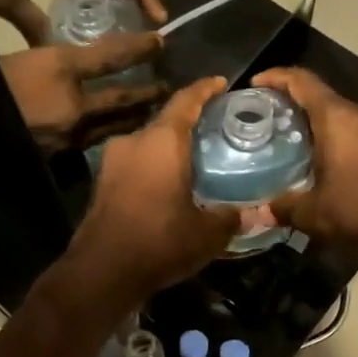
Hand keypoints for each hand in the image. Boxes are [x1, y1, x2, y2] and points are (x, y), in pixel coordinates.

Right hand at [0, 33, 166, 154]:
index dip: (137, 48)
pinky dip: (108, 135)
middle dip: (146, 94)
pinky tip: (113, 134)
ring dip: (132, 118)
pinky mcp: (60, 156)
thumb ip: (62, 60)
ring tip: (147, 112)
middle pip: (121, 100)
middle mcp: (73, 109)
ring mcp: (68, 137)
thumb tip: (93, 61)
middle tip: (168, 89)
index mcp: (61, 73)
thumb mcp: (26, 58)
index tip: (160, 41)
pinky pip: (92, 143)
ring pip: (111, 126)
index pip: (110, 57)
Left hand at [63, 77, 239, 307]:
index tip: (221, 83)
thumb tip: (255, 214)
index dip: (205, 89)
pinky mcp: (103, 184)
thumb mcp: (207, 233)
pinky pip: (136, 163)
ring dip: (171, 147)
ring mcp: (112, 162)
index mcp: (161, 142)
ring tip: (197, 157)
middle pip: (166, 121)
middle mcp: (134, 142)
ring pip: (149, 144)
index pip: (185, 100)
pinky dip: (155, 165)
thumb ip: (231, 217)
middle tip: (217, 129)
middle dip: (190, 123)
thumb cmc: (159, 242)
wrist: (102, 273)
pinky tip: (172, 182)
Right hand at [253, 67, 357, 259]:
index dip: (276, 77)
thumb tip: (260, 212)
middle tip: (271, 123)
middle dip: (295, 106)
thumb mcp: (313, 212)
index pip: (302, 81)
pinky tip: (326, 165)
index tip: (256, 84)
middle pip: (322, 98)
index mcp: (337, 117)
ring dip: (319, 126)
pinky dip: (338, 141)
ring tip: (296, 146)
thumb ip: (284, 207)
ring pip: (342, 117)